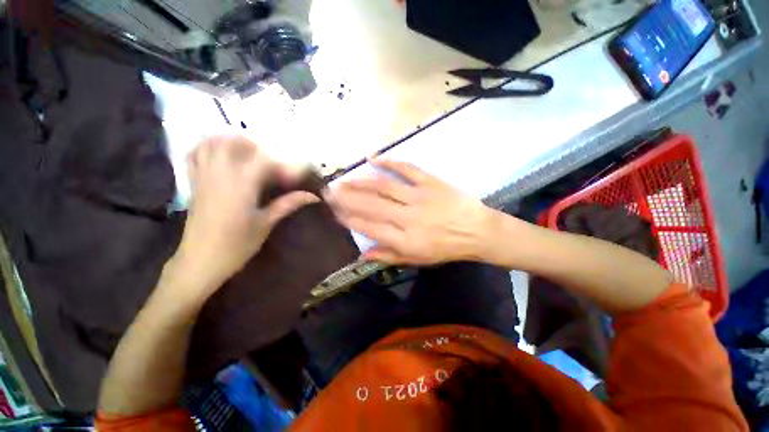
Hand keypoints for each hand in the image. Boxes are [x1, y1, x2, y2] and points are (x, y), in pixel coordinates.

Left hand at [172, 136, 318, 298]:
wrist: (200, 261)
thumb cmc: (237, 245)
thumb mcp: (266, 223)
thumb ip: (288, 204)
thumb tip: (313, 196)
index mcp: (242, 186)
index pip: (264, 160)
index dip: (283, 162)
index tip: (295, 173)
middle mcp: (220, 175)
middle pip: (233, 142)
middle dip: (254, 143)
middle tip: (271, 154)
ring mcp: (203, 177)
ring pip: (211, 144)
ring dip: (230, 140)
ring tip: (248, 149)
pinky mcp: (194, 183)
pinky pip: (195, 155)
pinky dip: (207, 147)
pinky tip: (220, 152)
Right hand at [325, 159, 494, 264]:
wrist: (477, 231)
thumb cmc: (446, 248)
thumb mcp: (418, 260)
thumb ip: (389, 256)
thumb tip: (362, 255)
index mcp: (405, 239)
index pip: (369, 227)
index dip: (349, 219)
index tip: (334, 212)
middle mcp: (408, 217)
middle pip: (371, 205)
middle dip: (347, 198)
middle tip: (329, 191)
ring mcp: (420, 196)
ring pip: (384, 186)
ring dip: (361, 182)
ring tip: (344, 179)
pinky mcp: (431, 182)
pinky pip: (407, 168)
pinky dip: (389, 161)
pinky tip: (373, 158)